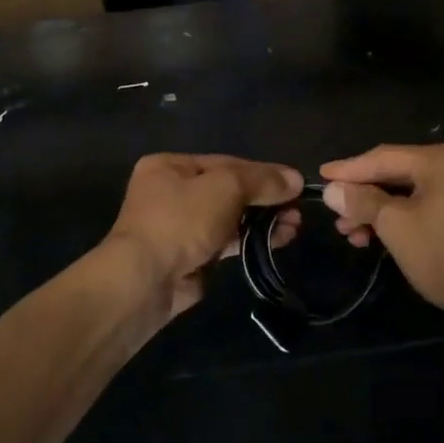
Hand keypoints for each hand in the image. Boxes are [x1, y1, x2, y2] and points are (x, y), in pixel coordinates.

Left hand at [106, 154, 302, 317]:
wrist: (147, 279)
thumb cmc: (181, 220)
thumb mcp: (225, 187)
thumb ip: (261, 180)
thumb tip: (296, 179)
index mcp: (170, 166)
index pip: (225, 163)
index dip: (262, 172)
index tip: (294, 183)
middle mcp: (172, 192)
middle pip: (229, 190)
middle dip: (265, 199)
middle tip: (297, 209)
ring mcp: (180, 226)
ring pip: (230, 217)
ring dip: (263, 220)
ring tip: (294, 226)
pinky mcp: (190, 256)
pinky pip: (227, 242)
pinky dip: (251, 239)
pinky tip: (279, 240)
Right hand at [321, 143, 443, 325]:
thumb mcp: (396, 226)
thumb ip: (362, 201)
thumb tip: (332, 190)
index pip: (385, 157)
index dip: (349, 169)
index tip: (320, 177)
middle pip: (400, 172)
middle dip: (365, 196)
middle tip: (336, 216)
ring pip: (415, 191)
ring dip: (382, 210)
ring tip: (354, 234)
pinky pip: (433, 203)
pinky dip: (406, 216)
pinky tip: (384, 235)